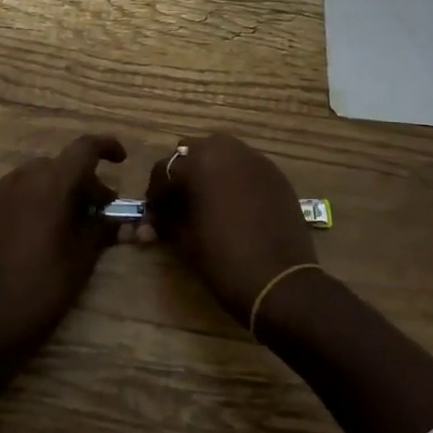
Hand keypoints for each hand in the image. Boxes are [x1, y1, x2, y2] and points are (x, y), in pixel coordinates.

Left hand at [0, 133, 125, 357]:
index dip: (107, 147)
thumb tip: (119, 217)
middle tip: (101, 207)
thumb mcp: (83, 257)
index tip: (121, 160)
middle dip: (84, 179)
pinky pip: (17, 189)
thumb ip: (102, 227)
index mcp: (51, 185)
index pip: (84, 148)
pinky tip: (42, 225)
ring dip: (58, 186)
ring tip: (71, 217)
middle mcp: (23, 179)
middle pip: (61, 163)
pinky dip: (36, 195)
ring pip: (37, 174)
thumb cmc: (45, 288)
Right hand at [140, 133, 317, 323]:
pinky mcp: (275, 174)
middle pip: (193, 151)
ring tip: (206, 200)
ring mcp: (255, 160)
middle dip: (182, 174)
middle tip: (179, 203)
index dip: (155, 195)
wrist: (280, 282)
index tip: (153, 216)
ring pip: (222, 153)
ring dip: (209, 170)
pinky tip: (234, 204)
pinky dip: (234, 178)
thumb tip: (152, 222)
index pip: (163, 170)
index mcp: (198, 163)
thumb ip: (167, 220)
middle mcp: (227, 151)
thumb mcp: (186, 240)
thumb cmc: (223, 260)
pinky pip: (246, 167)